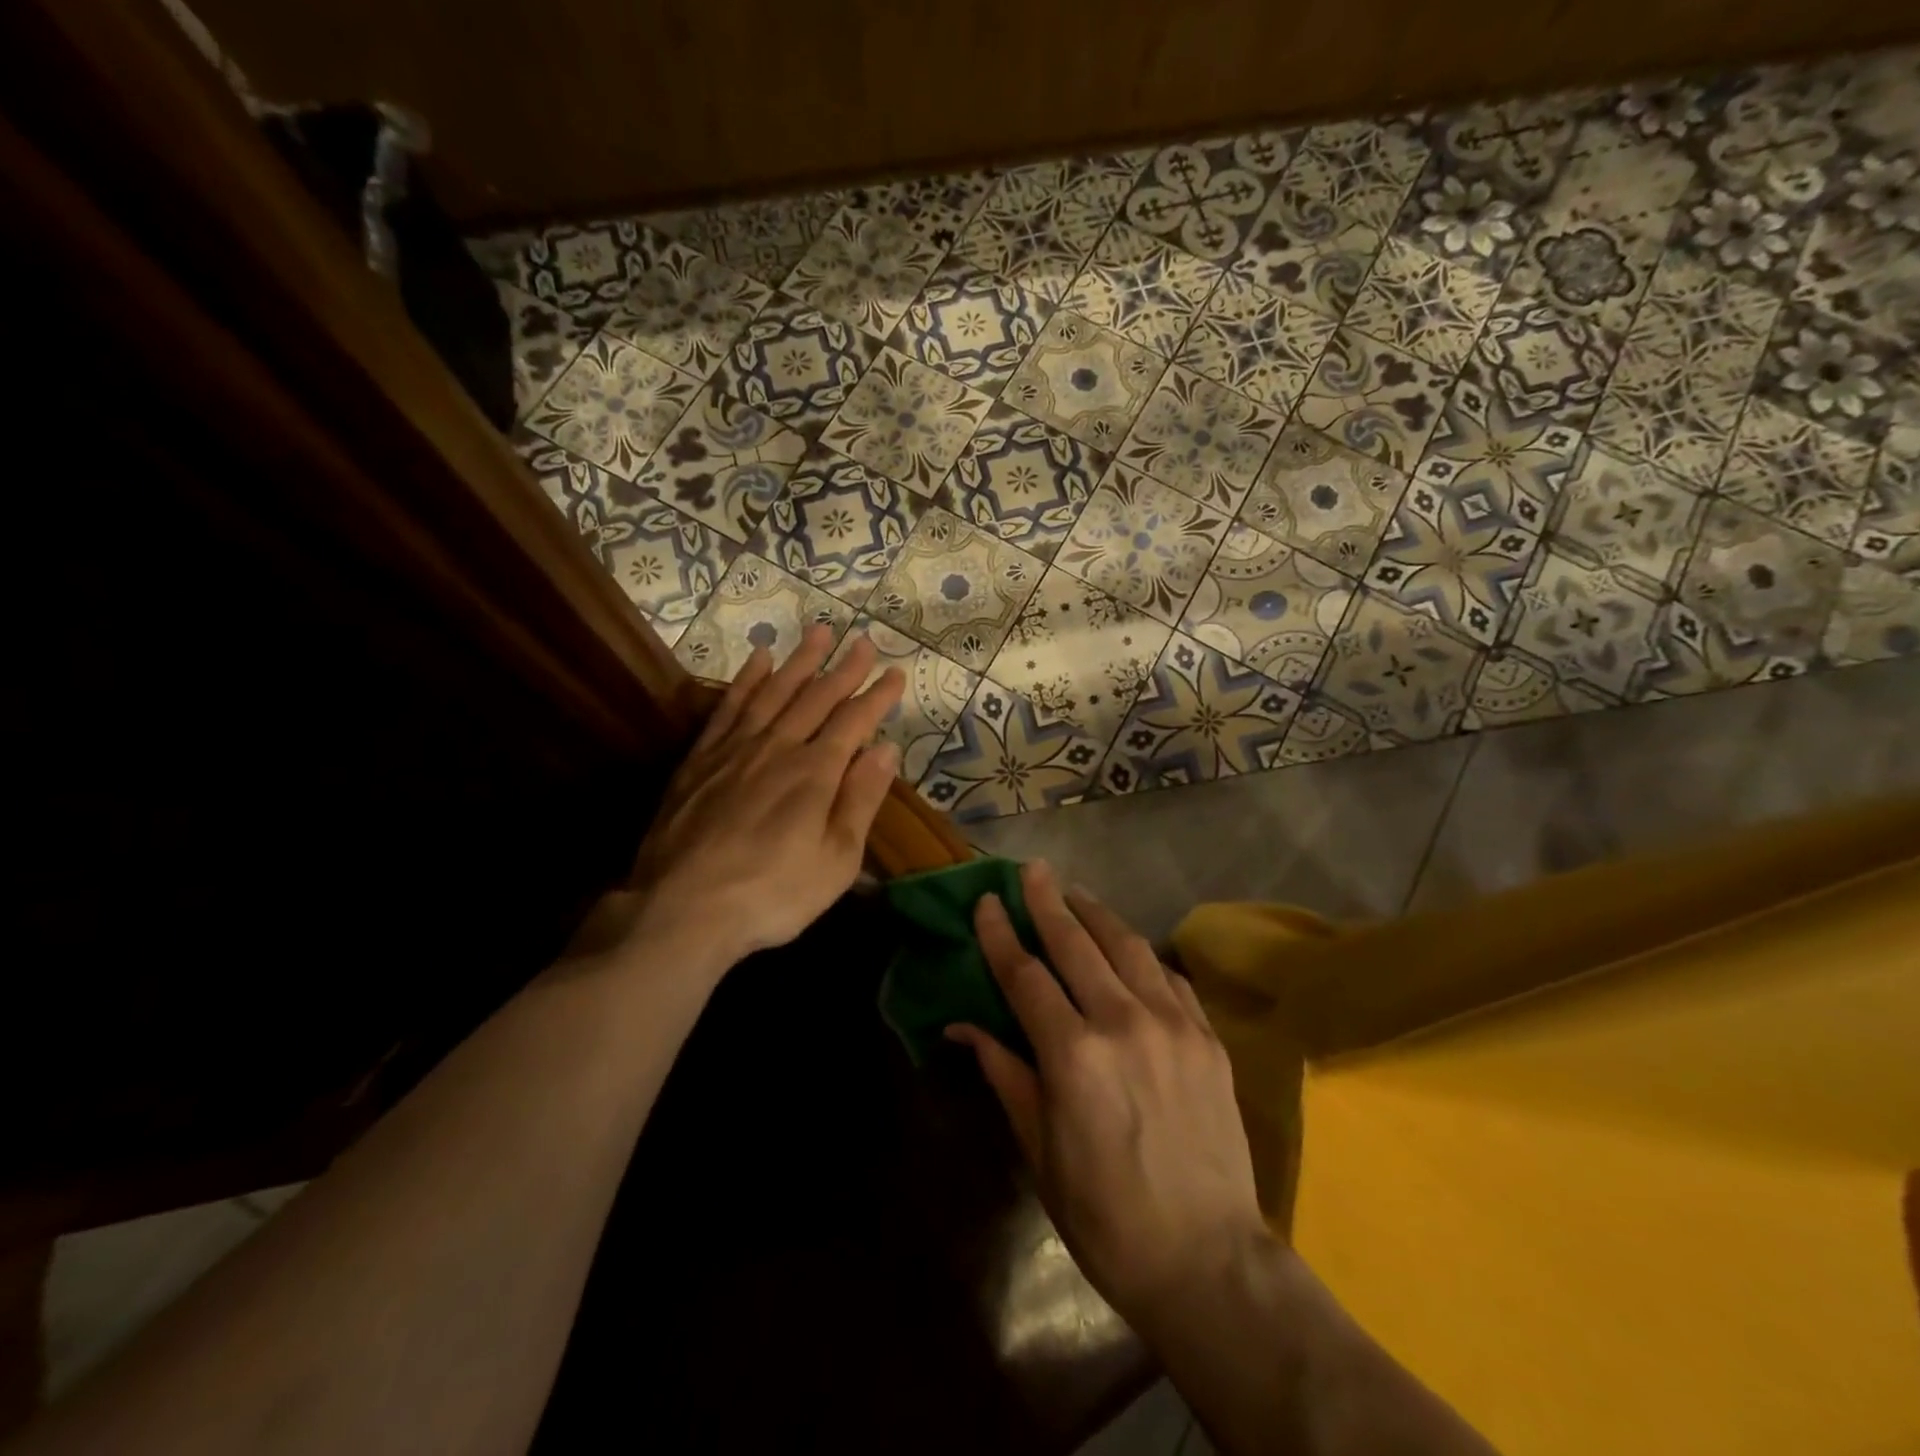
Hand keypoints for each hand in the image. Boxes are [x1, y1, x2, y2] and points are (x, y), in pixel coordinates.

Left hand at [626, 624, 903, 967]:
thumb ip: (861, 800)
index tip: (896, 672)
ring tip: (819, 632)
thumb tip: (885, 748)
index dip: (878, 695)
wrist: (682, 909)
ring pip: (774, 692)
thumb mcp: (835, 860)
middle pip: (816, 697)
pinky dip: (747, 680)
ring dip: (799, 661)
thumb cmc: (771, 894)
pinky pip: (729, 707)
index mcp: (815, 773)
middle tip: (863, 641)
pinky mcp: (701, 759)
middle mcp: (778, 748)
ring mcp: (735, 749)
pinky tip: (758, 661)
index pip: (854, 721)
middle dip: (844, 668)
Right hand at [947, 861, 1273, 1338]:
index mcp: (1073, 1053)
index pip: (1025, 974)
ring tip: (1075, 892)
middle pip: (1076, 943)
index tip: (985, 901)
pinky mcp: (1208, 1037)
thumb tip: (963, 1027)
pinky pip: (1169, 977)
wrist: (1208, 1260)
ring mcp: (1173, 1024)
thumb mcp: (1040, 1150)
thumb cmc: (1105, 1215)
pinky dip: (1142, 954)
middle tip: (1032, 869)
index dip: (1000, 935)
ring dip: (1096, 914)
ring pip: (1127, 946)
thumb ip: (1006, 1073)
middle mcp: (1123, 1022)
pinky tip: (1129, 946)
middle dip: (1047, 901)